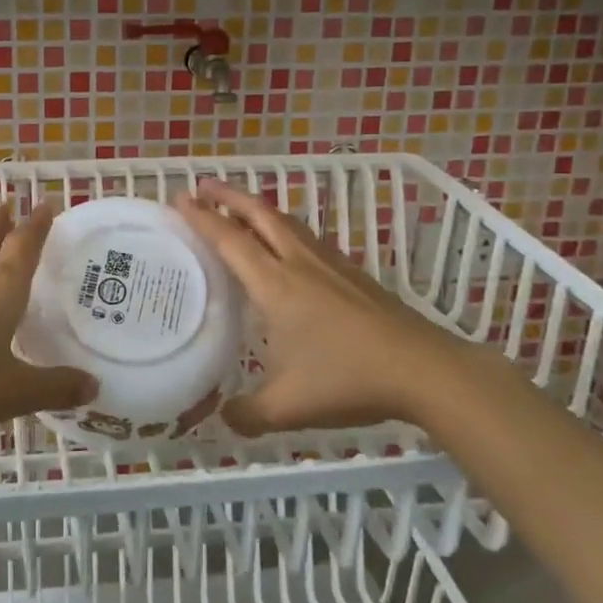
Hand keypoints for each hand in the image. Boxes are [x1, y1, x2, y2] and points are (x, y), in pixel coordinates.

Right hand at [175, 180, 485, 435]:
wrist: (422, 369)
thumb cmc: (348, 379)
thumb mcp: (288, 407)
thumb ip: (248, 414)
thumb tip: (223, 418)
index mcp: (276, 286)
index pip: (230, 240)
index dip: (202, 217)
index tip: (180, 197)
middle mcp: (300, 264)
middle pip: (259, 215)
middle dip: (228, 196)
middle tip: (203, 184)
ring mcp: (330, 265)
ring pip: (286, 223)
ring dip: (258, 208)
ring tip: (240, 207)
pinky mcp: (353, 274)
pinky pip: (307, 238)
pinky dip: (284, 228)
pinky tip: (288, 245)